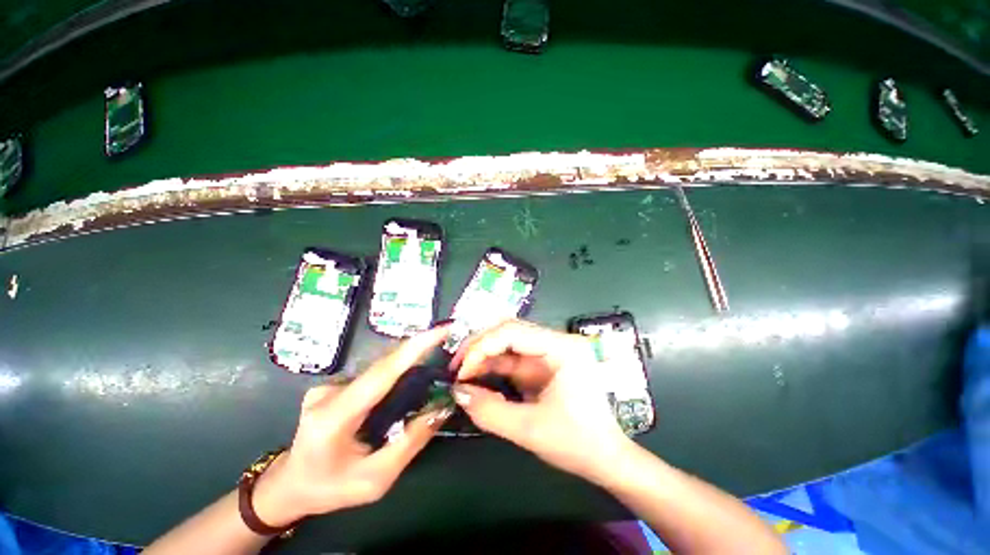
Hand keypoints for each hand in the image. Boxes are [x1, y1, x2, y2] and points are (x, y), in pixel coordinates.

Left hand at [252, 326, 452, 526]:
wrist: (289, 484)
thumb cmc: (330, 488)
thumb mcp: (374, 479)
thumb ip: (409, 443)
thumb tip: (441, 409)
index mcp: (335, 417)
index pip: (381, 373)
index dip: (414, 348)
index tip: (441, 330)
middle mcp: (329, 391)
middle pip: (383, 365)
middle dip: (418, 350)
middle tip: (446, 342)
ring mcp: (328, 384)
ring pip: (378, 369)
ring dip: (406, 365)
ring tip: (431, 365)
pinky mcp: (332, 384)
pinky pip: (371, 375)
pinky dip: (393, 374)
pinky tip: (404, 384)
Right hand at [450, 320, 630, 481]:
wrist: (606, 459)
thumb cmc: (577, 443)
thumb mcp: (529, 429)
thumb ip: (489, 411)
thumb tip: (457, 392)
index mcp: (562, 348)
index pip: (513, 332)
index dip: (482, 347)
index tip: (462, 371)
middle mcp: (556, 342)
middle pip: (509, 331)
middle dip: (480, 346)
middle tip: (458, 367)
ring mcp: (549, 352)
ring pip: (508, 343)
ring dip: (484, 356)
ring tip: (463, 373)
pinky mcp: (543, 364)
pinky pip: (512, 358)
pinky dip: (493, 366)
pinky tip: (477, 377)